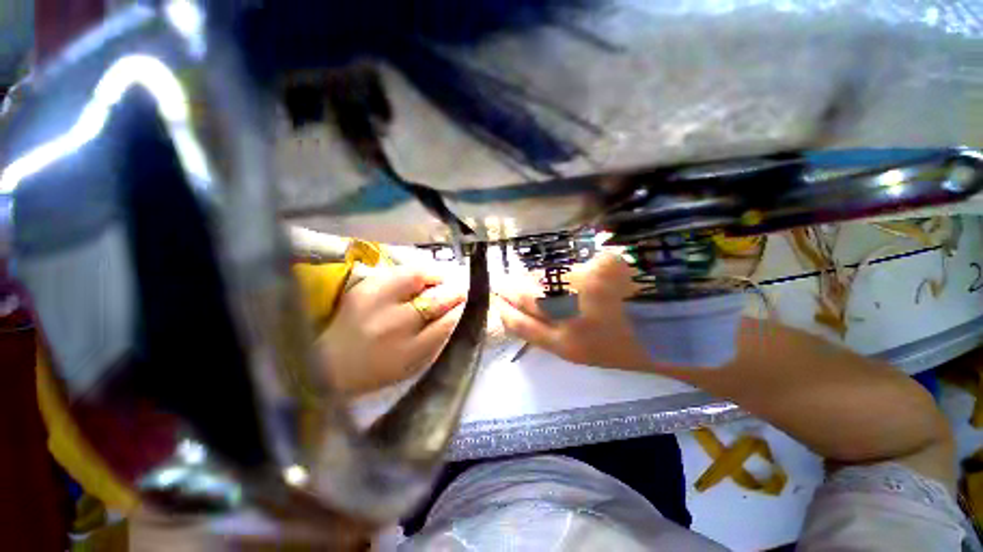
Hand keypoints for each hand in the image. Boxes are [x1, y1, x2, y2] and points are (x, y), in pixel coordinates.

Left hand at [319, 266, 464, 394]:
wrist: (329, 364)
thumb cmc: (378, 370)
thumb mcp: (413, 365)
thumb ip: (438, 341)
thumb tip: (458, 313)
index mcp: (407, 353)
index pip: (447, 324)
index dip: (461, 311)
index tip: (467, 305)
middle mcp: (393, 326)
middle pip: (436, 300)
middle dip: (454, 293)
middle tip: (460, 292)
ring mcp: (375, 303)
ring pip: (418, 278)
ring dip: (437, 278)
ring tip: (441, 280)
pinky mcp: (363, 288)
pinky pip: (400, 272)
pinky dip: (416, 272)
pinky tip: (420, 278)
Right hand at [496, 252, 656, 370]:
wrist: (680, 332)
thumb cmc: (632, 347)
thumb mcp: (588, 353)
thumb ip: (556, 335)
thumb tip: (528, 311)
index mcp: (568, 346)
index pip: (522, 326)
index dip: (506, 313)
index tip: (498, 303)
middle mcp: (570, 319)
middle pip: (527, 299)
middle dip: (510, 290)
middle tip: (502, 283)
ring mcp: (586, 290)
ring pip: (543, 280)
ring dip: (530, 278)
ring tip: (525, 276)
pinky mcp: (600, 267)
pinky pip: (567, 266)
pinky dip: (556, 268)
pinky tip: (557, 269)